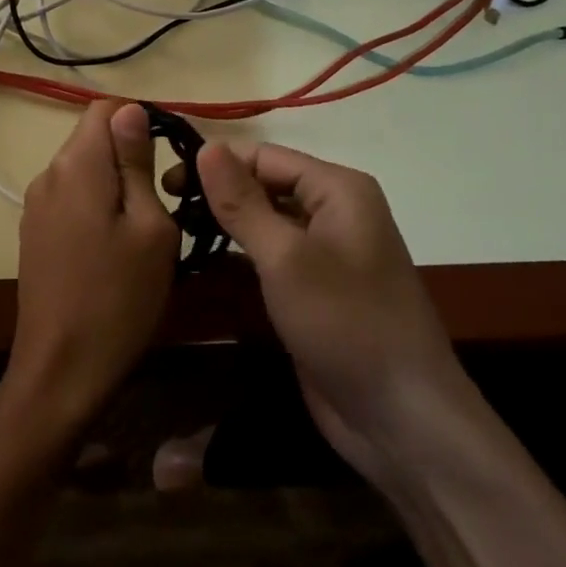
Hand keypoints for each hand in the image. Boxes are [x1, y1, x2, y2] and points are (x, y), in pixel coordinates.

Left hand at [2, 101, 179, 447]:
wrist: (62, 369)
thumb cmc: (120, 297)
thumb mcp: (150, 227)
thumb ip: (137, 162)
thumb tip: (131, 110)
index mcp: (77, 164)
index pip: (105, 109)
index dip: (140, 120)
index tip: (169, 156)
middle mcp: (48, 173)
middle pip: (92, 138)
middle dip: (129, 154)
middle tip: (165, 198)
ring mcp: (35, 205)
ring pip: (83, 170)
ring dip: (114, 182)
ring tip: (143, 227)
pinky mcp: (33, 232)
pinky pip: (70, 198)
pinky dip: (96, 205)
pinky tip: (114, 246)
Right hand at [191, 142, 471, 490]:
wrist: (402, 420)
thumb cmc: (346, 324)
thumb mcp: (286, 258)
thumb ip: (243, 202)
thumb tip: (207, 146)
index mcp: (338, 189)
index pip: (265, 156)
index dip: (216, 163)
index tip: (164, 183)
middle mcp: (334, 211)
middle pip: (265, 185)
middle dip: (218, 193)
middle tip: (163, 209)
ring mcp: (324, 253)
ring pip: (265, 221)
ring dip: (224, 225)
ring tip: (172, 232)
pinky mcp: (312, 289)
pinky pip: (270, 257)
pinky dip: (238, 256)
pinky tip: (200, 263)